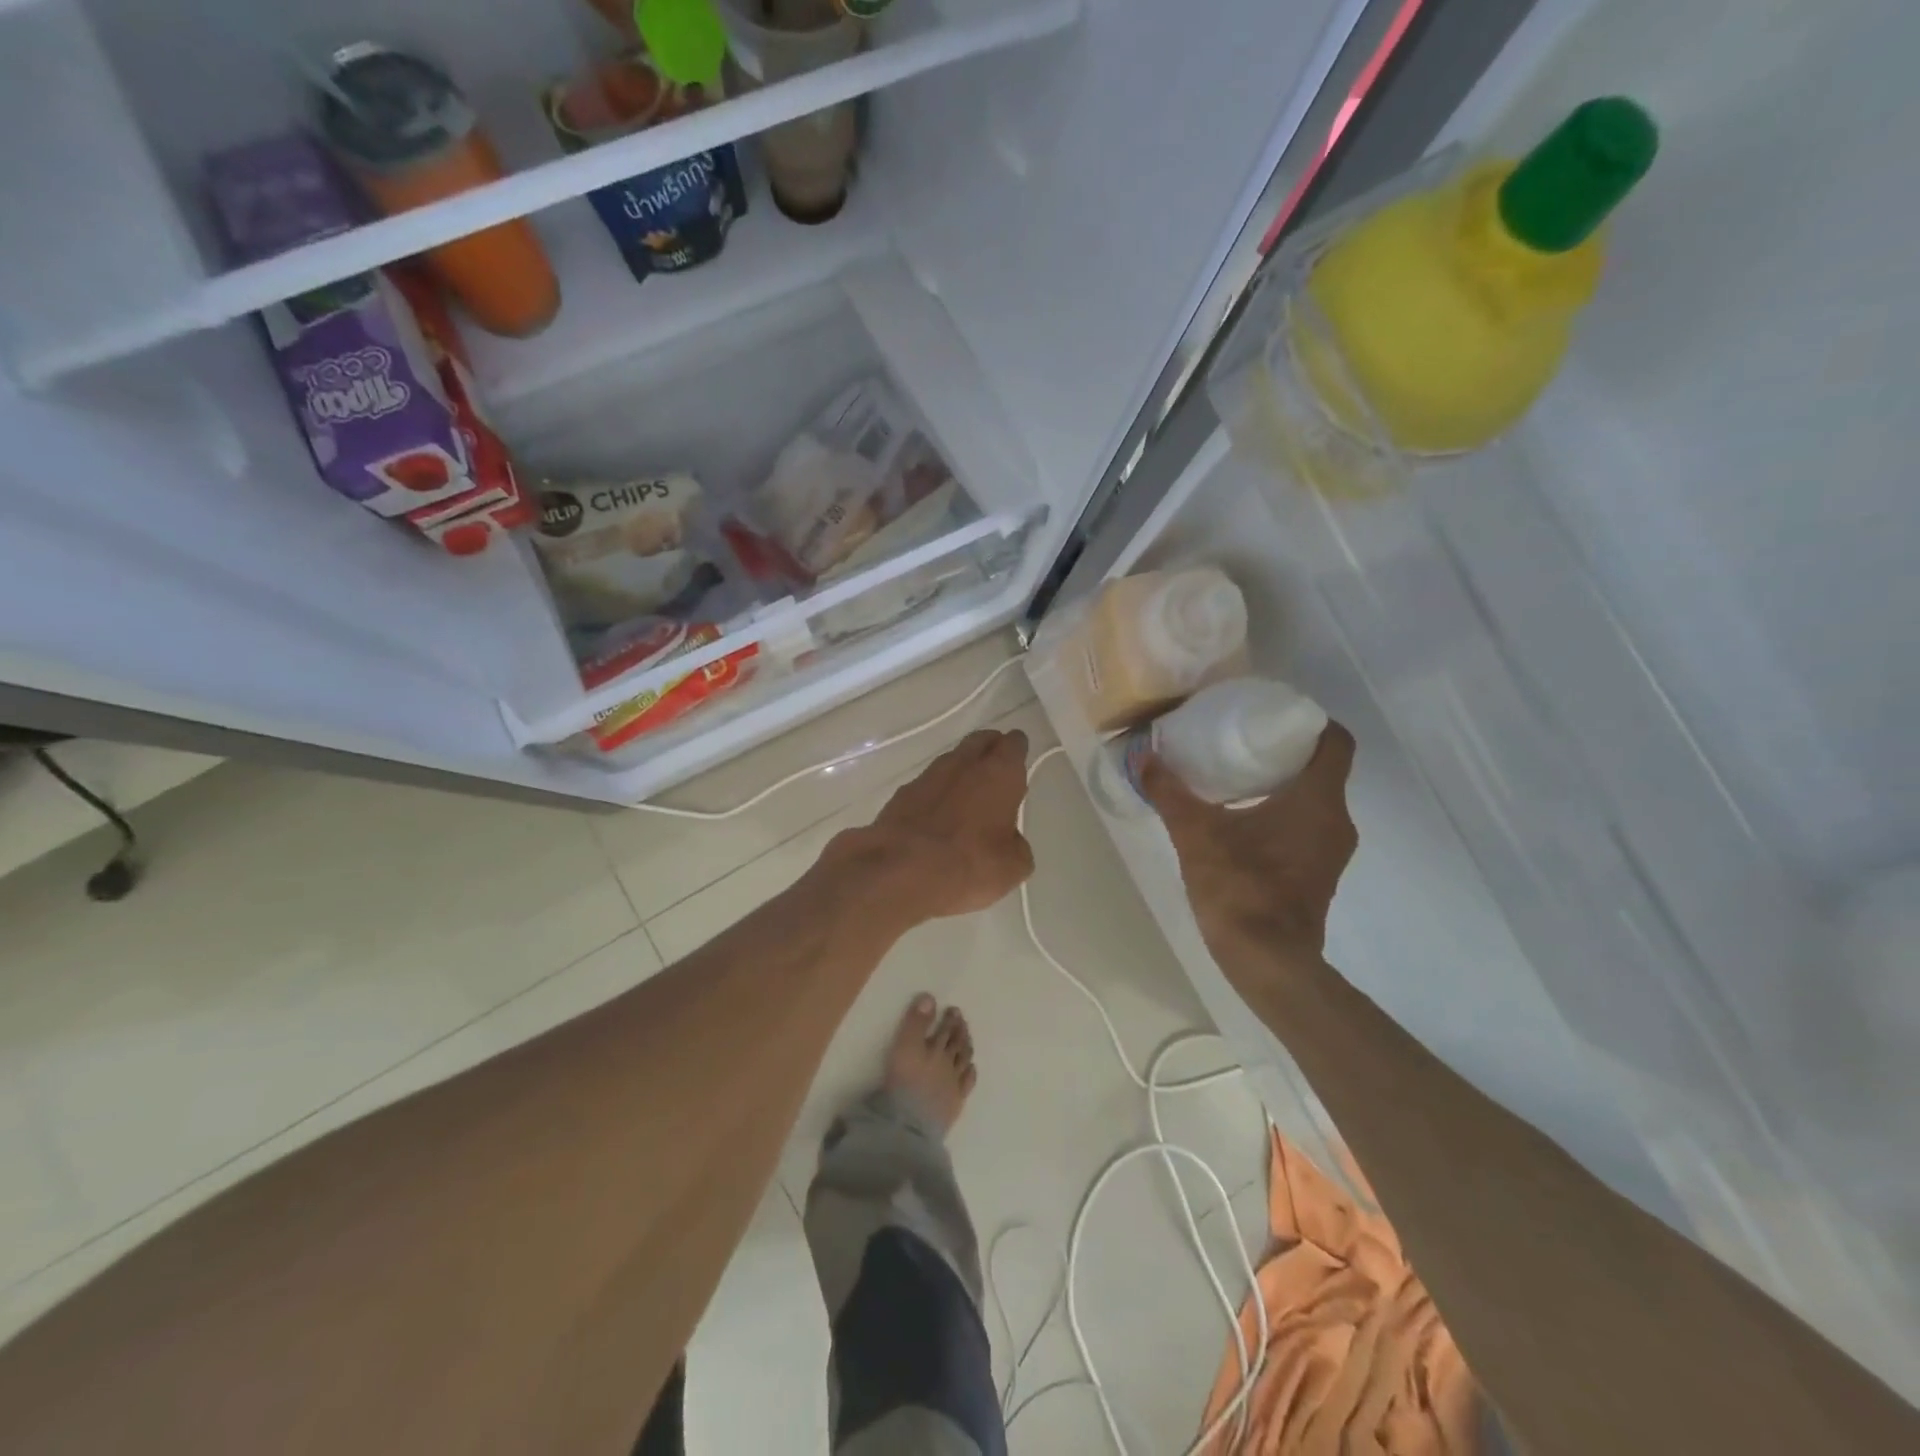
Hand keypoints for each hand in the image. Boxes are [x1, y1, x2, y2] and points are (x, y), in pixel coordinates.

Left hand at [837, 728, 1035, 923]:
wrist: (900, 872)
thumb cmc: (969, 865)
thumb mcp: (1012, 866)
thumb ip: (1016, 844)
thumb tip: (1008, 839)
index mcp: (999, 773)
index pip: (1014, 745)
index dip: (1017, 749)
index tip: (1019, 758)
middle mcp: (964, 765)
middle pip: (980, 741)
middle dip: (989, 749)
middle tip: (996, 767)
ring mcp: (928, 776)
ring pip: (951, 761)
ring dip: (961, 770)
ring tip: (967, 794)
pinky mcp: (901, 794)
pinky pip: (926, 784)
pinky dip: (935, 793)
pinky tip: (936, 814)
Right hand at [1139, 722, 1358, 979]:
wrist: (1266, 960)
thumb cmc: (1240, 888)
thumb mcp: (1196, 834)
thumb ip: (1170, 793)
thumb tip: (1145, 757)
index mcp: (1318, 800)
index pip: (1336, 741)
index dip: (1310, 720)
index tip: (1274, 714)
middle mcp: (1337, 820)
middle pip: (1323, 768)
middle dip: (1285, 751)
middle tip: (1242, 739)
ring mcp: (1331, 851)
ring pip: (1315, 800)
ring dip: (1283, 784)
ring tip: (1237, 775)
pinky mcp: (1319, 874)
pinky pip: (1308, 826)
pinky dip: (1283, 814)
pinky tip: (1243, 819)